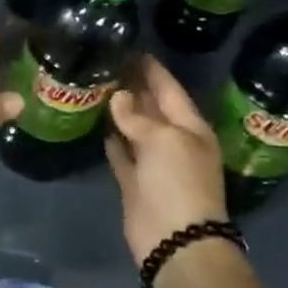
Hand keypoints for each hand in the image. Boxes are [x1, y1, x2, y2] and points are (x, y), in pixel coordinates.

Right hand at [105, 56, 229, 264]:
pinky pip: (121, 154)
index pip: (169, 89)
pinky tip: (96, 123)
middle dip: (133, 87)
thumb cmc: (178, 181)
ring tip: (96, 86)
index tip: (130, 49)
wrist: (175, 239)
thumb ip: (138, 117)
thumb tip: (118, 97)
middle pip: (152, 108)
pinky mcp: (134, 182)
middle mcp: (173, 141)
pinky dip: (111, 140)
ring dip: (119, 112)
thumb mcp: (164, 139)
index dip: (152, 70)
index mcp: (190, 127)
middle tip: (106, 63)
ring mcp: (153, 163)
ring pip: (134, 129)